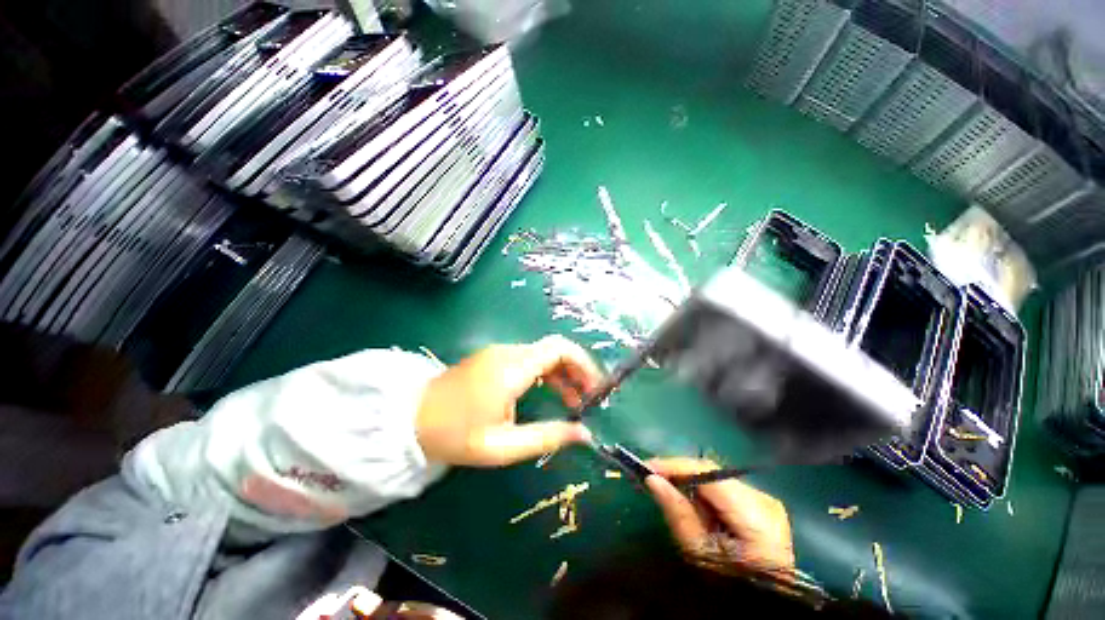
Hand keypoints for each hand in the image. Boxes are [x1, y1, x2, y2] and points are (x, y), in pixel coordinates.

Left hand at [415, 335, 601, 465]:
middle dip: (577, 370)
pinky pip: (529, 358)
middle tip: (588, 399)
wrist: (410, 420)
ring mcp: (499, 352)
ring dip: (563, 373)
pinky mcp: (493, 357)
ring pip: (543, 353)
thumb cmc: (455, 436)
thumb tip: (584, 434)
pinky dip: (546, 373)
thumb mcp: (502, 445)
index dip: (583, 364)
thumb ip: (546, 437)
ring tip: (573, 402)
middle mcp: (508, 352)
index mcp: (511, 369)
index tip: (595, 388)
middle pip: (554, 349)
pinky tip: (549, 393)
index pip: (559, 349)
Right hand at [645, 458, 794, 574]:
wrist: (762, 604)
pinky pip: (724, 487)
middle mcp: (764, 499)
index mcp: (754, 516)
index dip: (675, 465)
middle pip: (712, 472)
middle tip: (654, 480)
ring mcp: (766, 500)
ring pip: (716, 477)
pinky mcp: (762, 503)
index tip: (646, 467)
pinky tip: (695, 506)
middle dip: (681, 474)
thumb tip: (652, 478)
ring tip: (672, 495)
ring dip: (691, 483)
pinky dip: (705, 492)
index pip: (708, 472)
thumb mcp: (699, 553)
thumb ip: (677, 511)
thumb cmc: (729, 585)